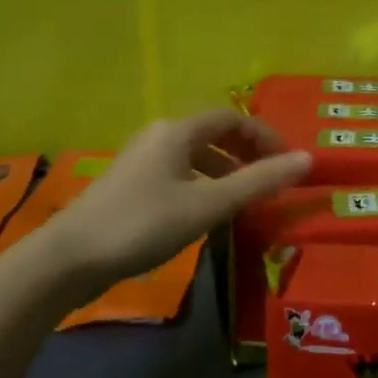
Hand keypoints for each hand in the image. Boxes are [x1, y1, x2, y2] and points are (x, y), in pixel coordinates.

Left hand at [41, 111, 310, 283]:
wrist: (69, 259)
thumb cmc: (144, 224)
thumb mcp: (209, 204)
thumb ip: (259, 182)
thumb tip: (308, 159)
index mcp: (178, 131)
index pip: (233, 118)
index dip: (265, 136)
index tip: (288, 163)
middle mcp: (159, 136)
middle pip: (214, 134)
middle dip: (247, 154)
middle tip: (272, 180)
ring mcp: (141, 160)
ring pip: (195, 156)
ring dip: (226, 172)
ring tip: (246, 200)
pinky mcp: (130, 186)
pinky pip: (179, 173)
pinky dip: (204, 185)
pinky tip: (207, 213)